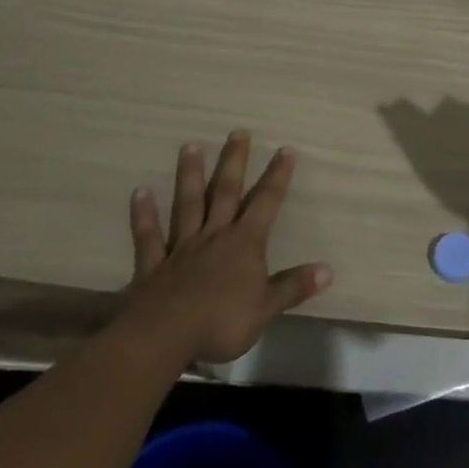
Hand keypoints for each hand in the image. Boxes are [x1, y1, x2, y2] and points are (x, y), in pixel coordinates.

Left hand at [122, 130, 332, 364]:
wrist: (165, 336)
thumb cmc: (221, 322)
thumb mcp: (266, 308)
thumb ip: (294, 286)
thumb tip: (328, 269)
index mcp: (244, 243)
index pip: (266, 203)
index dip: (277, 176)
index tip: (286, 149)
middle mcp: (214, 235)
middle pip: (225, 191)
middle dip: (234, 161)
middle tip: (238, 131)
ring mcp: (182, 247)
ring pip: (188, 203)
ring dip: (189, 175)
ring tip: (190, 145)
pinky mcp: (153, 264)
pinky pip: (148, 236)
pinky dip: (144, 215)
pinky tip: (140, 192)